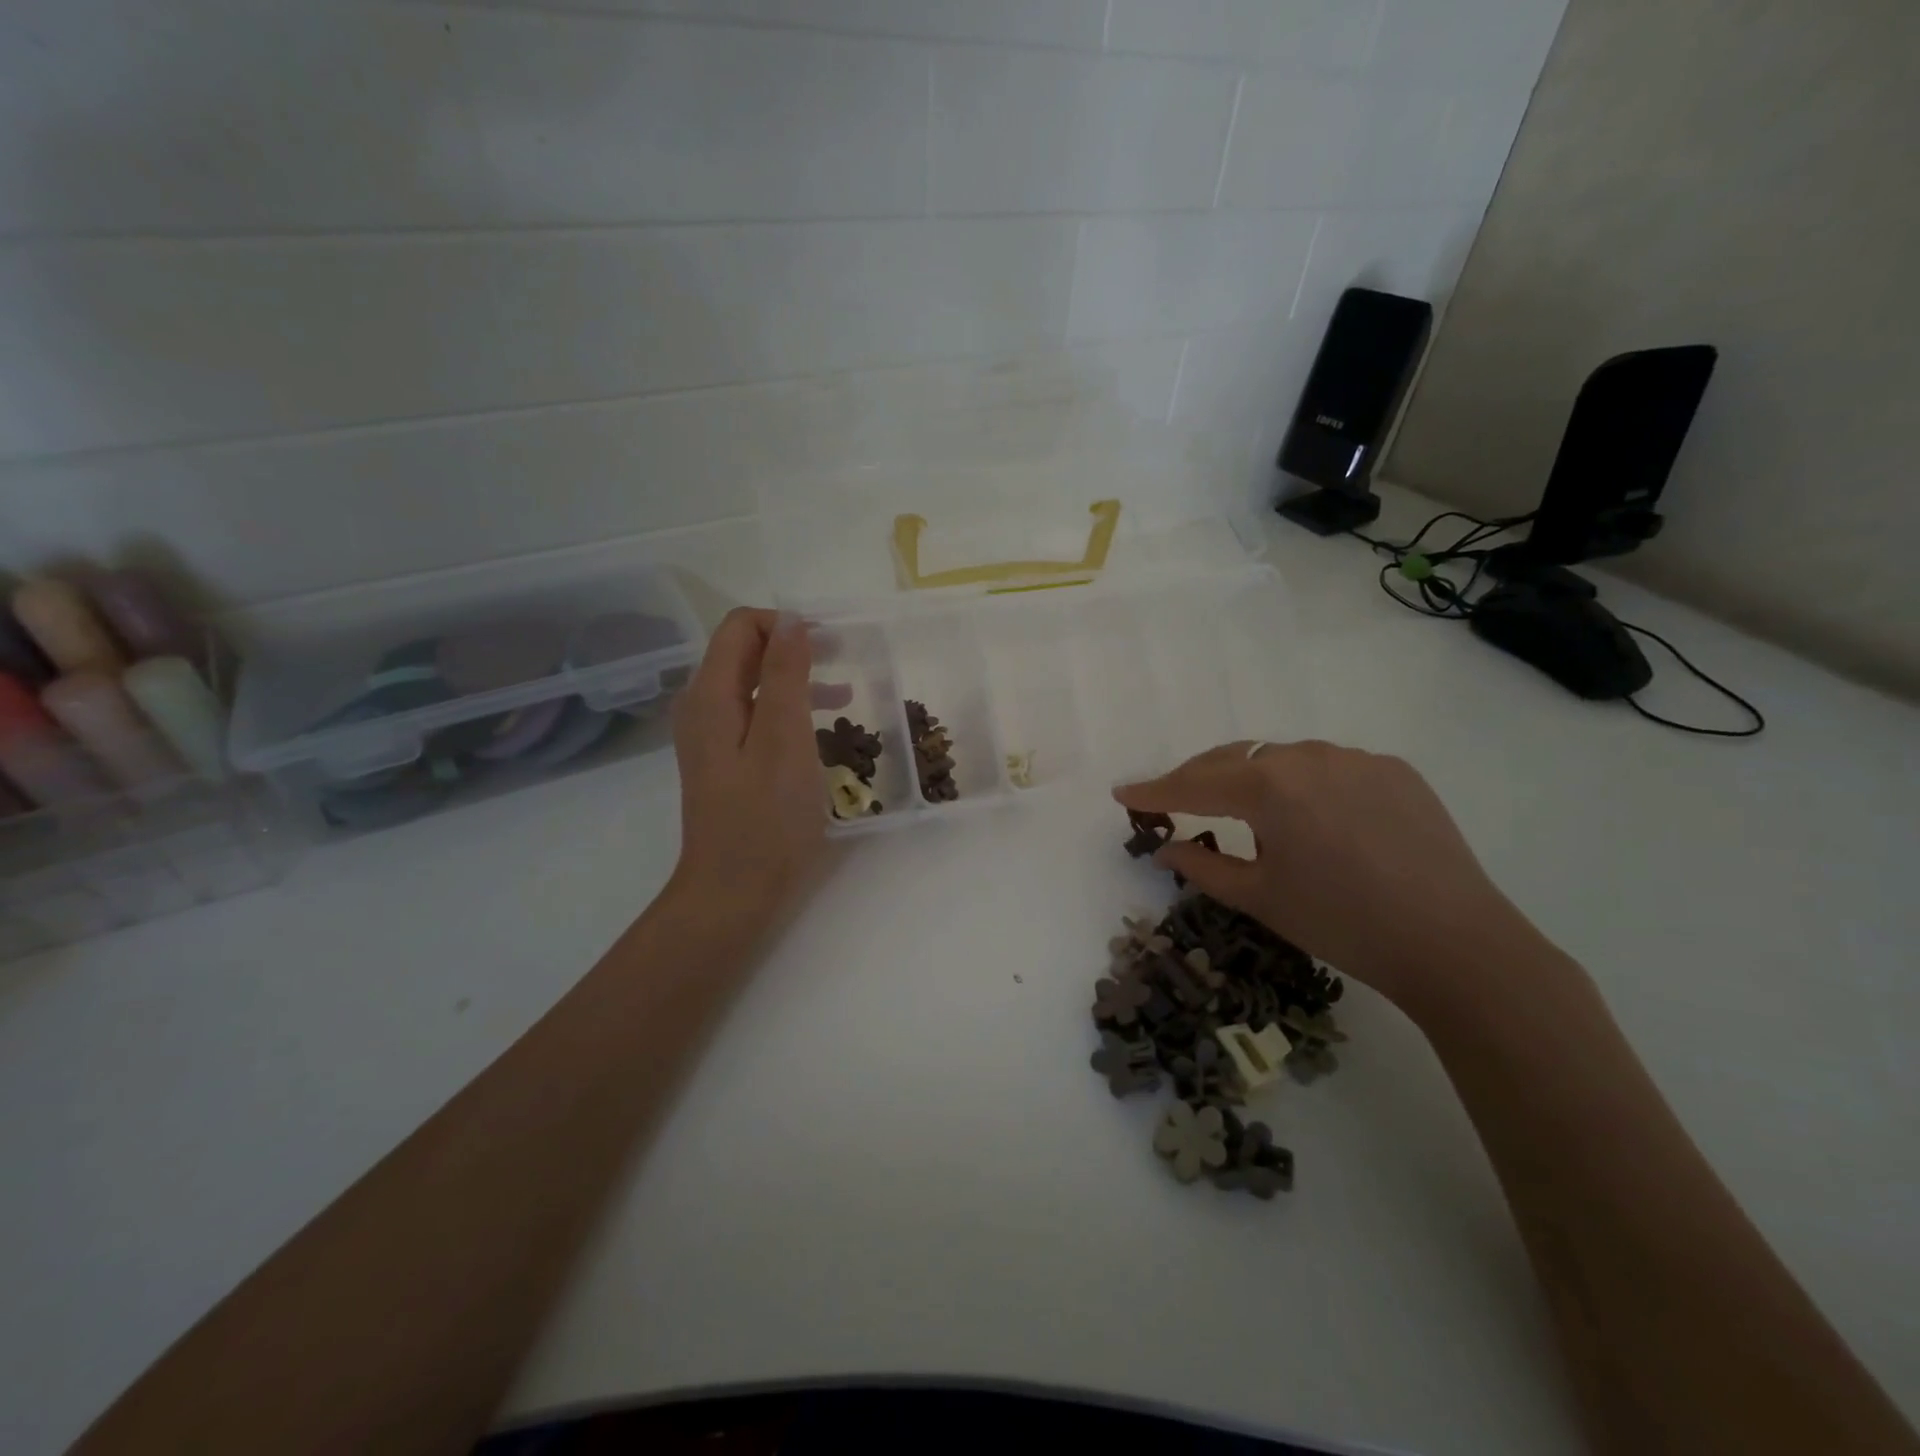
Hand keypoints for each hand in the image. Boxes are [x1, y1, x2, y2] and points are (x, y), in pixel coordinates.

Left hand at [668, 609, 839, 925]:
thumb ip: (786, 675)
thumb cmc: (766, 818)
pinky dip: (789, 710)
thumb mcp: (784, 739)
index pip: (741, 626)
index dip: (786, 624)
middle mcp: (703, 707)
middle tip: (845, 660)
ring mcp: (712, 737)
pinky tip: (821, 730)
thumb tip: (790, 620)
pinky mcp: (725, 762)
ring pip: (754, 685)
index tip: (832, 643)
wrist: (733, 893)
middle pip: (745, 652)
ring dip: (797, 679)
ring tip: (845, 695)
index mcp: (711, 695)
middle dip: (794, 647)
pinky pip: (756, 716)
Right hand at [1114, 740, 1533, 1016]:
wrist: (1457, 944)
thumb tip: (1165, 846)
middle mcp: (1308, 757)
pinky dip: (1303, 783)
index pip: (1194, 784)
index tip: (1122, 792)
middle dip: (1197, 777)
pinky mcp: (1394, 770)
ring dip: (1251, 777)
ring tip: (1242, 810)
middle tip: (1171, 799)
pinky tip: (1312, 815)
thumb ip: (1203, 866)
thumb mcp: (1260, 899)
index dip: (1154, 790)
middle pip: (1234, 758)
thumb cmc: (1343, 924)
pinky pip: (1329, 766)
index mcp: (1269, 787)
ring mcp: (1356, 758)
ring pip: (1282, 757)